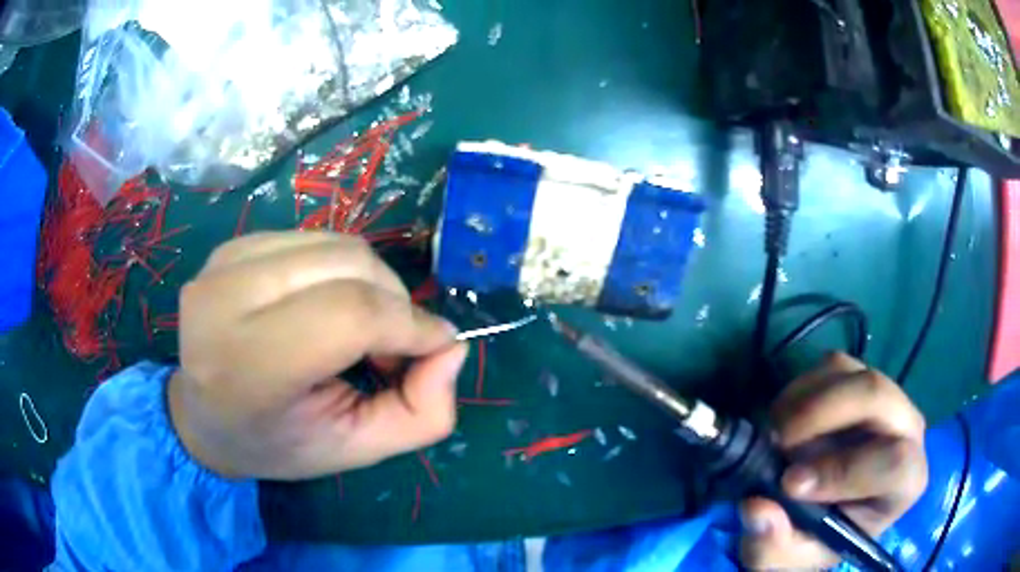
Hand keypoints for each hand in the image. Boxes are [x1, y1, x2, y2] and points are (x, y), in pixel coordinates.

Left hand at [167, 232, 466, 479]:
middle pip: (347, 266)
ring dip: (370, 283)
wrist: (202, 417)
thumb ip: (422, 413)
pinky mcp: (230, 246)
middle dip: (395, 303)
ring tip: (358, 329)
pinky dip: (339, 270)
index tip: (437, 346)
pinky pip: (313, 240)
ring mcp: (223, 264)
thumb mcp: (356, 450)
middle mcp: (226, 300)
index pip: (348, 315)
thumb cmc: (277, 443)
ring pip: (336, 245)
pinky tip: (323, 305)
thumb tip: (450, 345)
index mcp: (248, 367)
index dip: (408, 325)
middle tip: (393, 347)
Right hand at [739, 353, 927, 569]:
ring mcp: (885, 397)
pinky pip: (832, 365)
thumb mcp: (790, 558)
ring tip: (775, 436)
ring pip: (851, 374)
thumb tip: (758, 507)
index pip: (894, 462)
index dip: (844, 471)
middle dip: (821, 415)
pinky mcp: (860, 378)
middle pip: (877, 395)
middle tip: (776, 442)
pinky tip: (783, 421)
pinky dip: (799, 388)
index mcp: (905, 482)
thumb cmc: (816, 540)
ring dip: (804, 402)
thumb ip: (774, 546)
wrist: (822, 512)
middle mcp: (906, 429)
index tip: (789, 484)